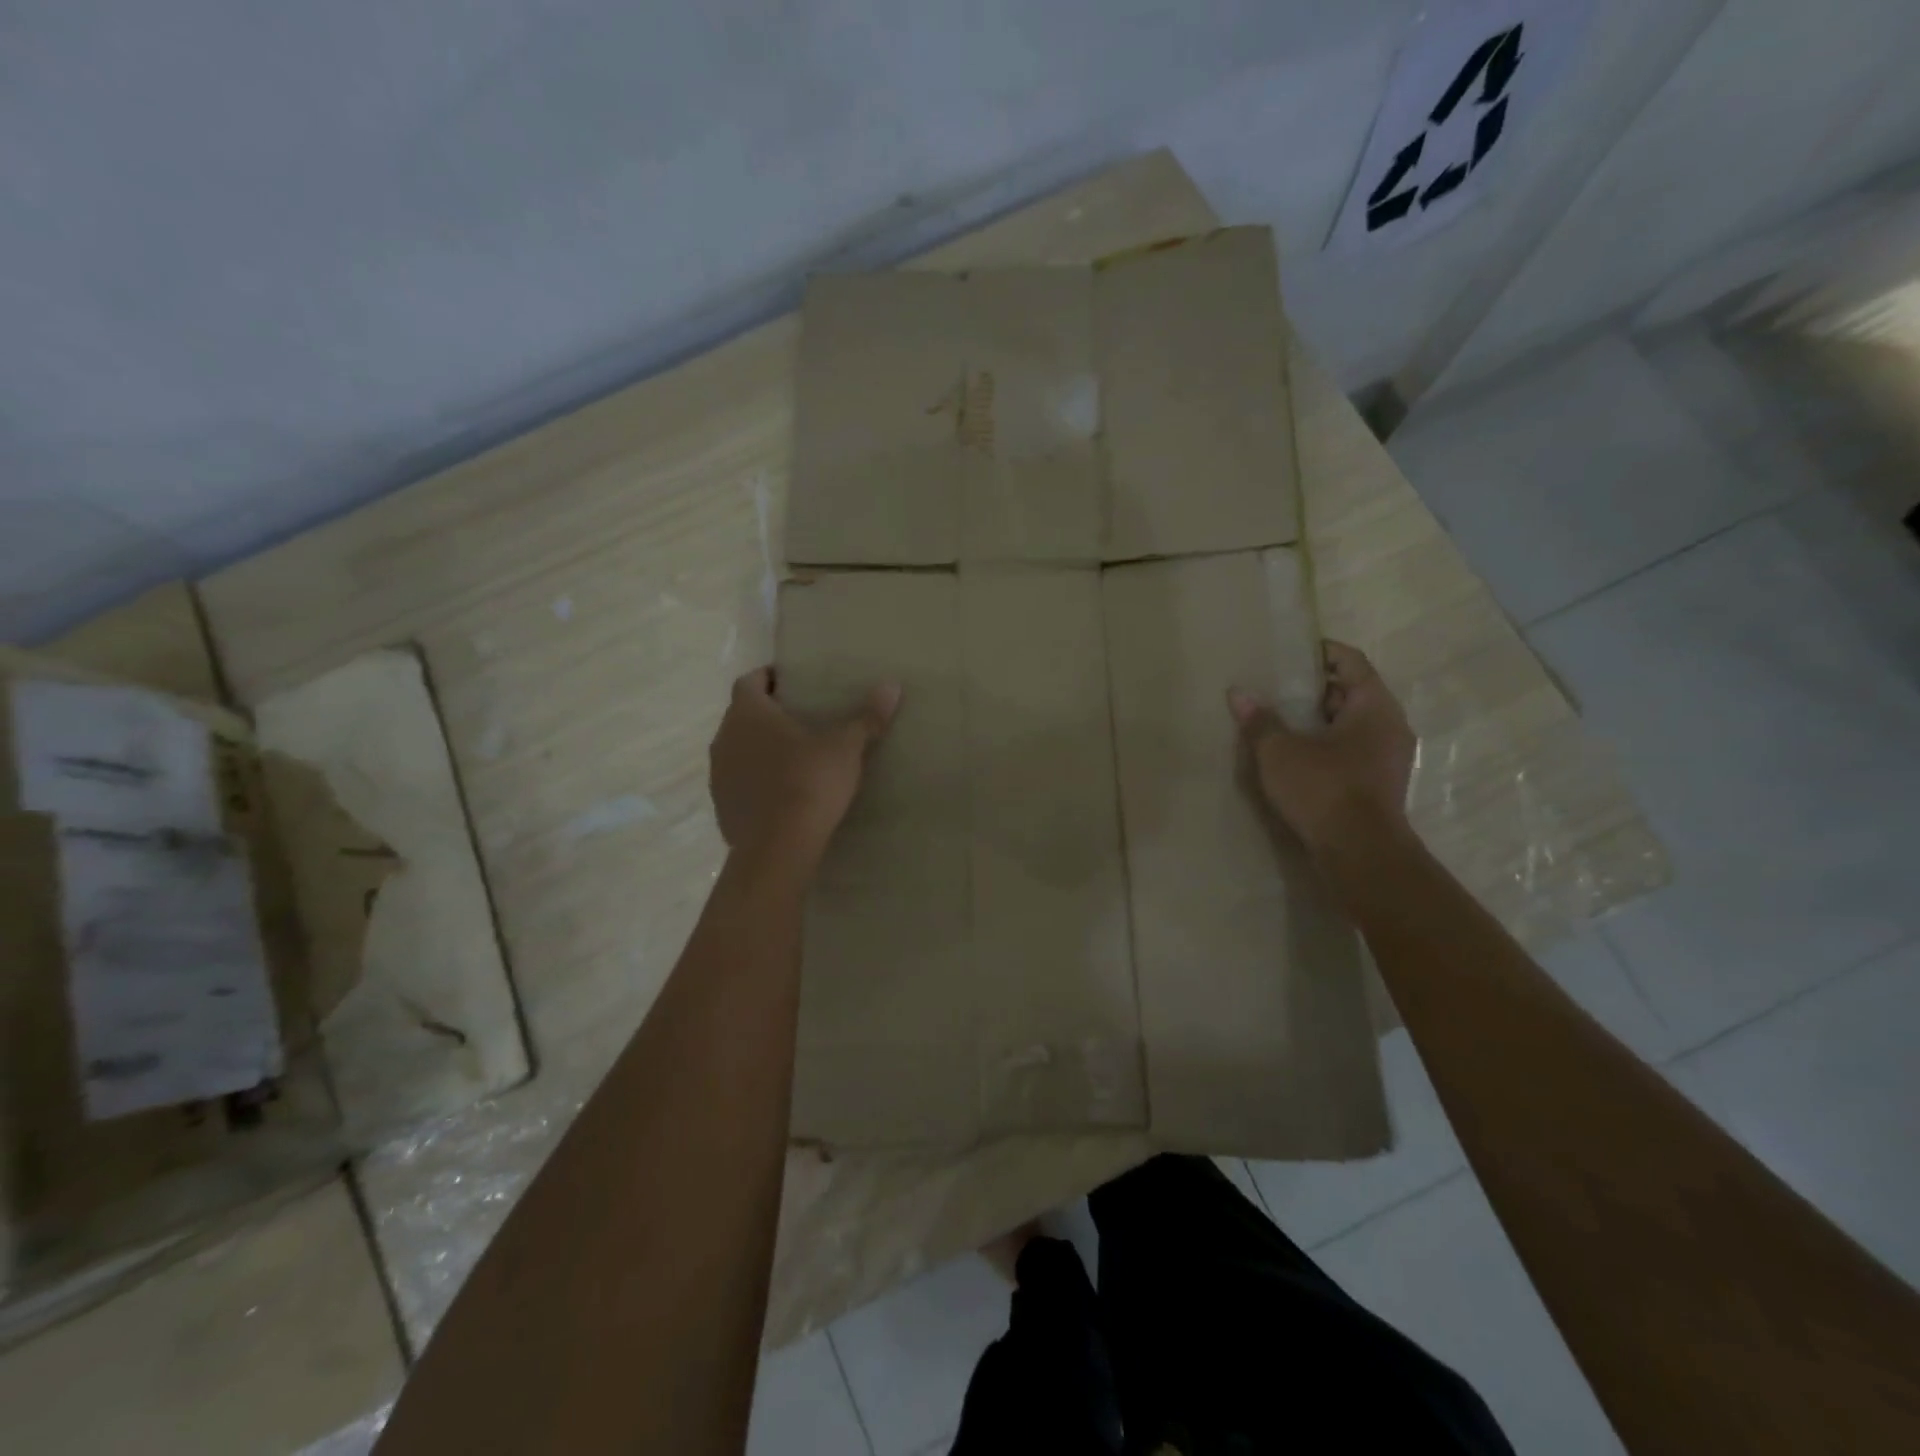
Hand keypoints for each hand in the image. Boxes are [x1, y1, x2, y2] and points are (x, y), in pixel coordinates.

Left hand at [709, 666, 899, 872]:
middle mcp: (725, 737)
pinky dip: (755, 780)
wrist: (778, 847)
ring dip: (758, 748)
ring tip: (792, 755)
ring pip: (737, 749)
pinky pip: (738, 782)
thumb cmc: (809, 783)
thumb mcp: (845, 748)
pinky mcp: (722, 806)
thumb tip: (892, 686)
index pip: (749, 681)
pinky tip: (781, 792)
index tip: (791, 682)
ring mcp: (718, 774)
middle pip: (742, 715)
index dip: (769, 678)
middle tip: (800, 718)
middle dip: (767, 714)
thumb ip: (866, 717)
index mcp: (748, 713)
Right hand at [1227, 641, 1416, 864]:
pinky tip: (1295, 753)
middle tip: (1277, 685)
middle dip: (1315, 687)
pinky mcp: (1378, 783)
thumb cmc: (1323, 789)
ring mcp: (1388, 757)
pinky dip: (1326, 743)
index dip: (1322, 652)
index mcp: (1374, 706)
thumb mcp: (1280, 752)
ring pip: (1352, 723)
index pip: (1352, 662)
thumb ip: (1260, 721)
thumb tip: (1239, 693)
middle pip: (1353, 691)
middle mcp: (1389, 725)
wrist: (1360, 853)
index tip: (1292, 651)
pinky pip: (1352, 748)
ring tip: (1280, 718)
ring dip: (1319, 718)